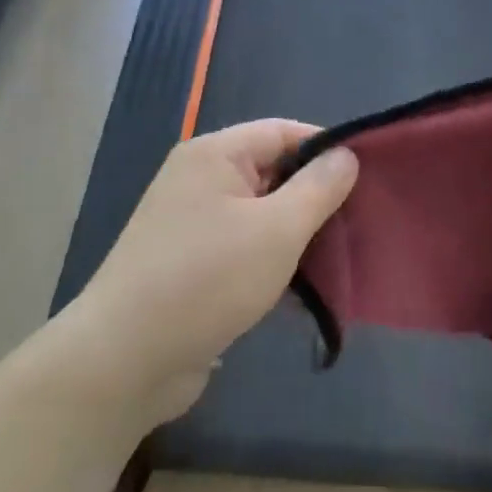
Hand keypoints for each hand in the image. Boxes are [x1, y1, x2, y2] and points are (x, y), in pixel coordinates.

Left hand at [70, 121, 358, 421]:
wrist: (123, 361)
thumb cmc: (207, 279)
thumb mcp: (277, 229)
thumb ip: (318, 188)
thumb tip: (346, 155)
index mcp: (215, 154)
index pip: (283, 131)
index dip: (327, 148)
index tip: (368, 175)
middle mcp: (199, 180)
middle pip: (272, 172)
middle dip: (316, 196)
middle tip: (361, 221)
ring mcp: (192, 225)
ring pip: (261, 215)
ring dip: (298, 234)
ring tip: (342, 256)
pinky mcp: (191, 266)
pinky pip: (244, 249)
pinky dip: (273, 262)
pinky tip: (307, 291)